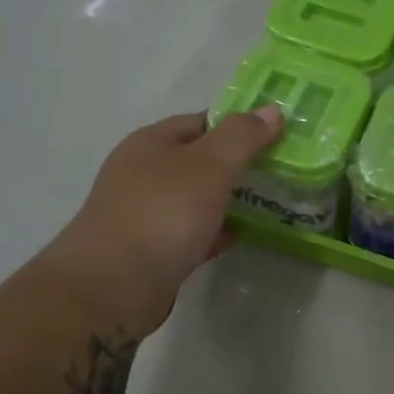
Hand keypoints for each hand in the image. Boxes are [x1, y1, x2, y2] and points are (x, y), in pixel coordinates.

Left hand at [45, 107, 282, 335]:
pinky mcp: (152, 250)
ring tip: (269, 203)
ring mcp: (146, 213)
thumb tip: (271, 110)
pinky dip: (214, 232)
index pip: (200, 122)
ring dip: (228, 201)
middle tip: (278, 172)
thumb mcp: (210, 165)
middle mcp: (144, 173)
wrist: (115, 284)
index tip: (274, 137)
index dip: (237, 126)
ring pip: (196, 199)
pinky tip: (238, 237)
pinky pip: (191, 232)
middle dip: (236, 166)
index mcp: (151, 143)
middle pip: (198, 161)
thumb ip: (242, 137)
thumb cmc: (163, 213)